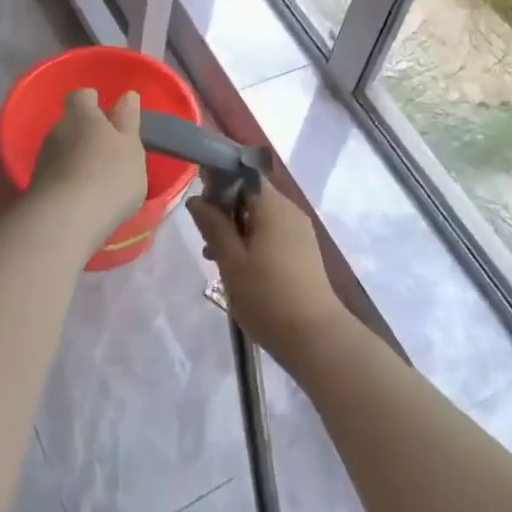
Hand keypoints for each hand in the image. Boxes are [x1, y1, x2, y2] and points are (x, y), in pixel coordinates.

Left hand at [28, 88, 146, 231]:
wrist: (65, 221)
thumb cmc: (109, 176)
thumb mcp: (131, 147)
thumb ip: (128, 121)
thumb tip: (127, 95)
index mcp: (82, 116)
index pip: (82, 96)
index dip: (93, 102)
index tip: (108, 114)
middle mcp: (57, 131)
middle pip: (71, 124)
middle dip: (86, 134)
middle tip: (109, 150)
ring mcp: (43, 160)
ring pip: (62, 151)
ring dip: (76, 159)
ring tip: (97, 179)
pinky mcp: (36, 188)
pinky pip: (56, 176)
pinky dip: (68, 181)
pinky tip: (83, 198)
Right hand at [187, 181, 346, 365]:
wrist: (315, 336)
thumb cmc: (267, 296)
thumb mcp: (231, 262)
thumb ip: (213, 226)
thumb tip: (196, 199)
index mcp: (273, 206)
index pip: (242, 176)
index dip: (218, 183)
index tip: (199, 204)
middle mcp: (290, 210)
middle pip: (252, 196)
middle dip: (225, 210)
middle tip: (204, 238)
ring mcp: (300, 230)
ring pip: (261, 217)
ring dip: (237, 229)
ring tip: (216, 258)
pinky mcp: (304, 250)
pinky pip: (273, 233)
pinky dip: (253, 241)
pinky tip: (239, 268)